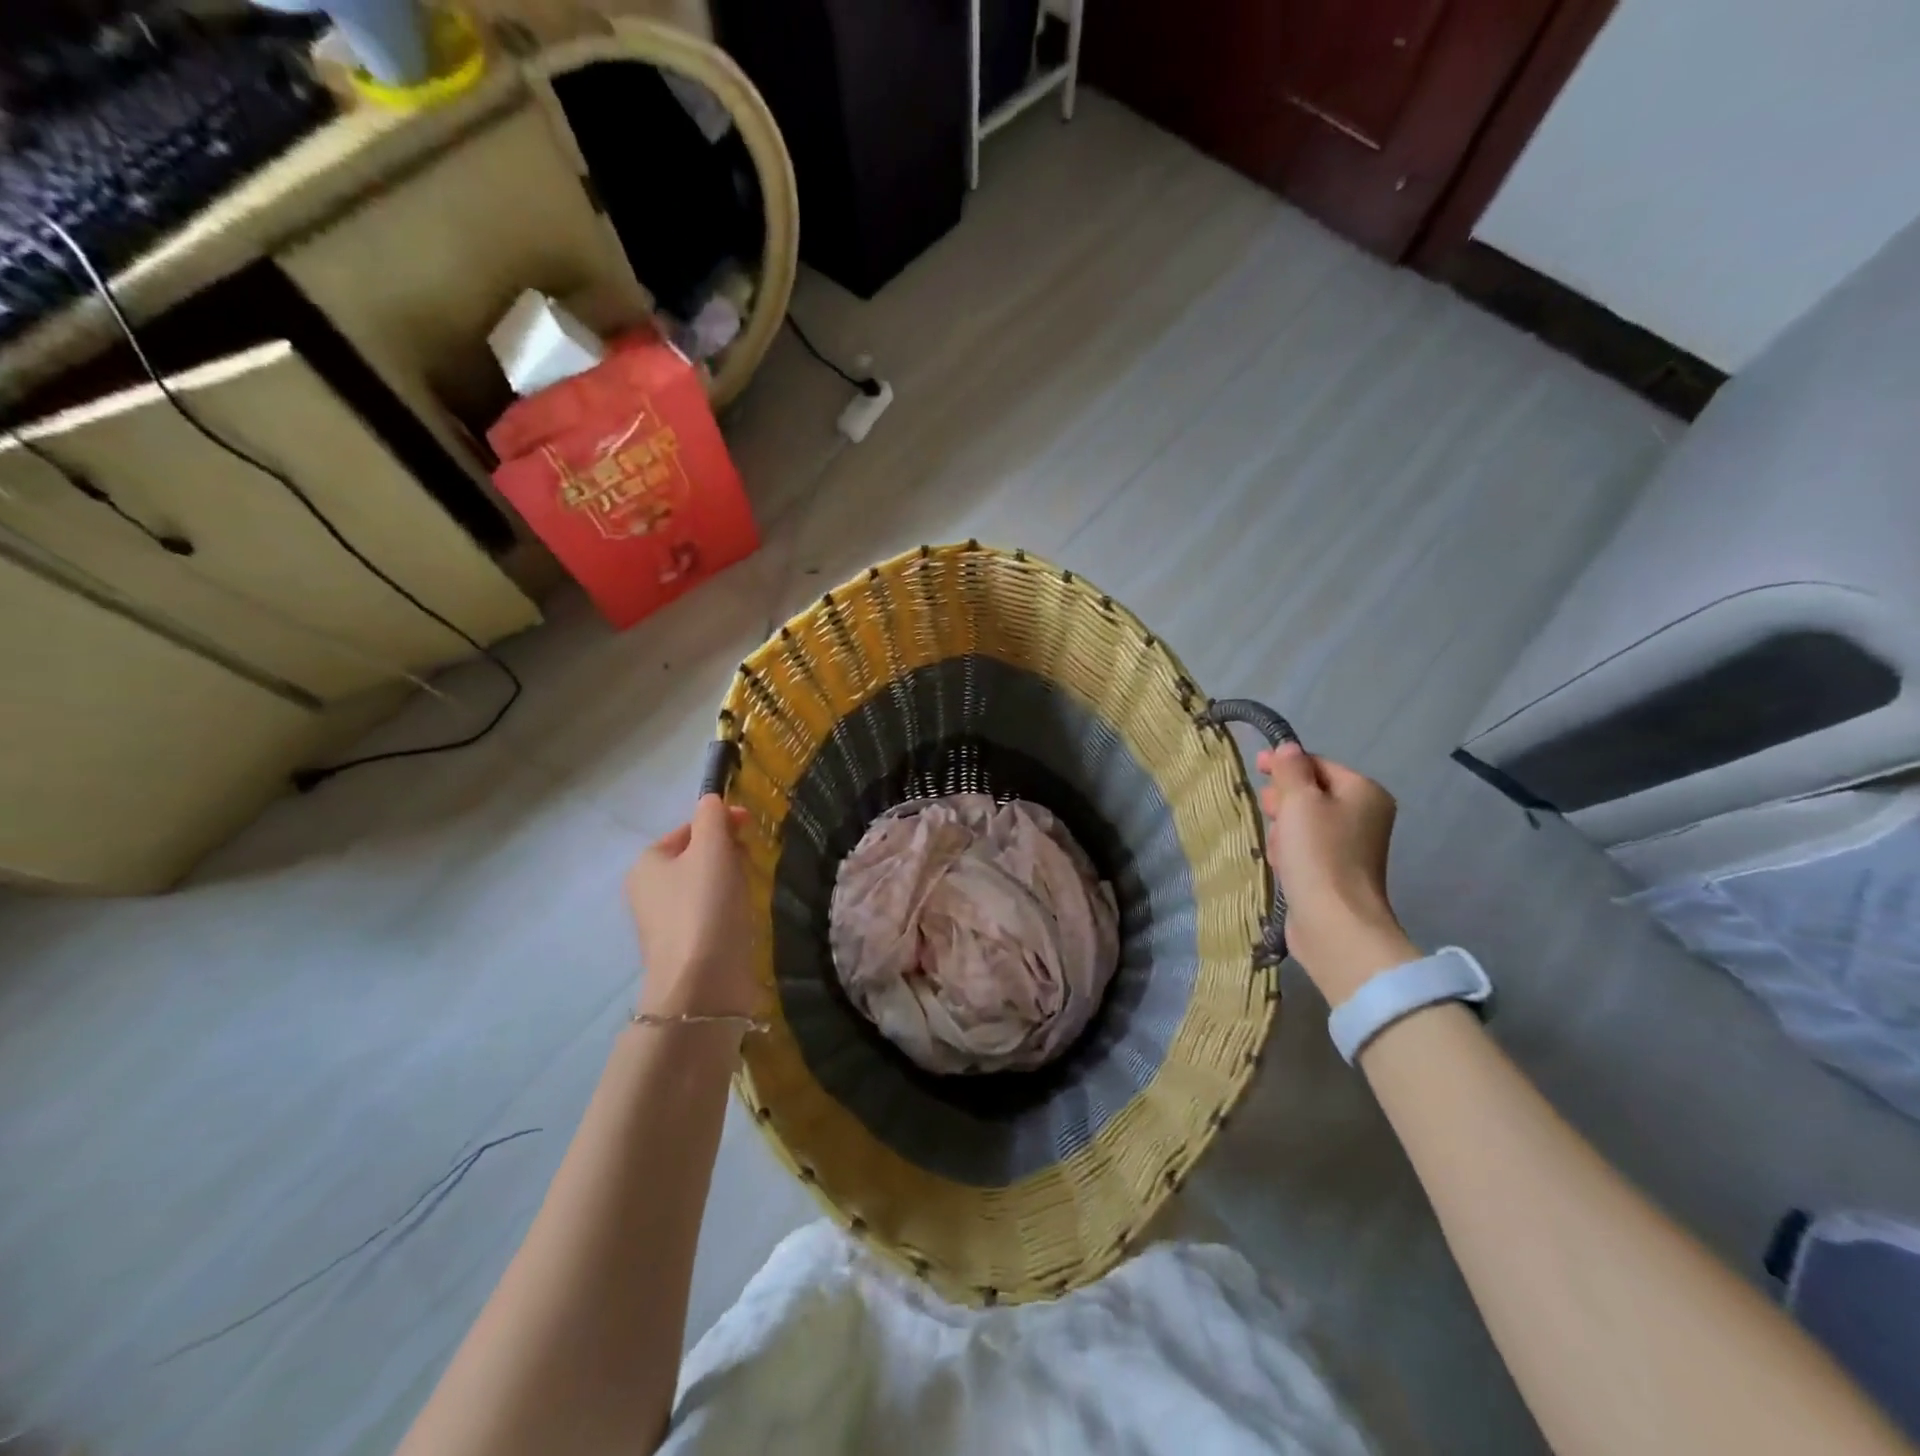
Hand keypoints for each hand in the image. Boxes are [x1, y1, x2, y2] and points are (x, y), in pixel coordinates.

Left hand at [627, 795, 760, 1020]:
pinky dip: (729, 909)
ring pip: (706, 885)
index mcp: (648, 862)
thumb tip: (712, 800)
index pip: (689, 828)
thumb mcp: (712, 848)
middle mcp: (648, 890)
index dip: (721, 822)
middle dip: (728, 852)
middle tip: (751, 861)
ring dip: (731, 881)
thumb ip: (713, 817)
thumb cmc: (705, 905)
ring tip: (750, 890)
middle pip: (697, 856)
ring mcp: (664, 922)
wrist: (702, 983)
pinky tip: (743, 917)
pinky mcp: (685, 947)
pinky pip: (710, 913)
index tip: (751, 827)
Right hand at [1257, 744, 1419, 1004]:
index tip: (1257, 766)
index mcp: (1364, 791)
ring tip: (1278, 849)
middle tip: (1271, 813)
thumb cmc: (1319, 854)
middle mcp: (1364, 815)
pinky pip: (1305, 849)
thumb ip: (1291, 770)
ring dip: (1283, 831)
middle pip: (1310, 792)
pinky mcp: (1335, 872)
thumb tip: (1288, 748)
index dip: (1286, 763)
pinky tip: (1282, 866)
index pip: (1317, 764)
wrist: (1334, 922)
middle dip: (1284, 801)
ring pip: (1302, 822)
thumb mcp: (1300, 801)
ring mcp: (1351, 846)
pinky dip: (1290, 853)